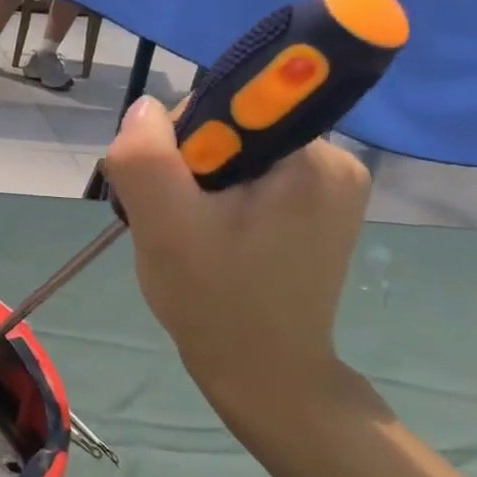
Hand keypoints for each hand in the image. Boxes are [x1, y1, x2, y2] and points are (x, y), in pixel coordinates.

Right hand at [103, 95, 370, 425]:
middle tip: (174, 220)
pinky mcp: (318, 210)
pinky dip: (218, 200)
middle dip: (187, 165)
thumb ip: (146, 157)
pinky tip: (210, 238)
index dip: (183, 137)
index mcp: (310, 158)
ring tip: (190, 234)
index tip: (172, 189)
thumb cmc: (215, 300)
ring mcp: (329, 187)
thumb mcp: (165, 226)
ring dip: (197, 185)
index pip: (230, 102)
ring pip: (235, 153)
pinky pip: (251, 178)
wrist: (264, 373)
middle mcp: (332, 160)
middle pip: (231, 127)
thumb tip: (144, 110)